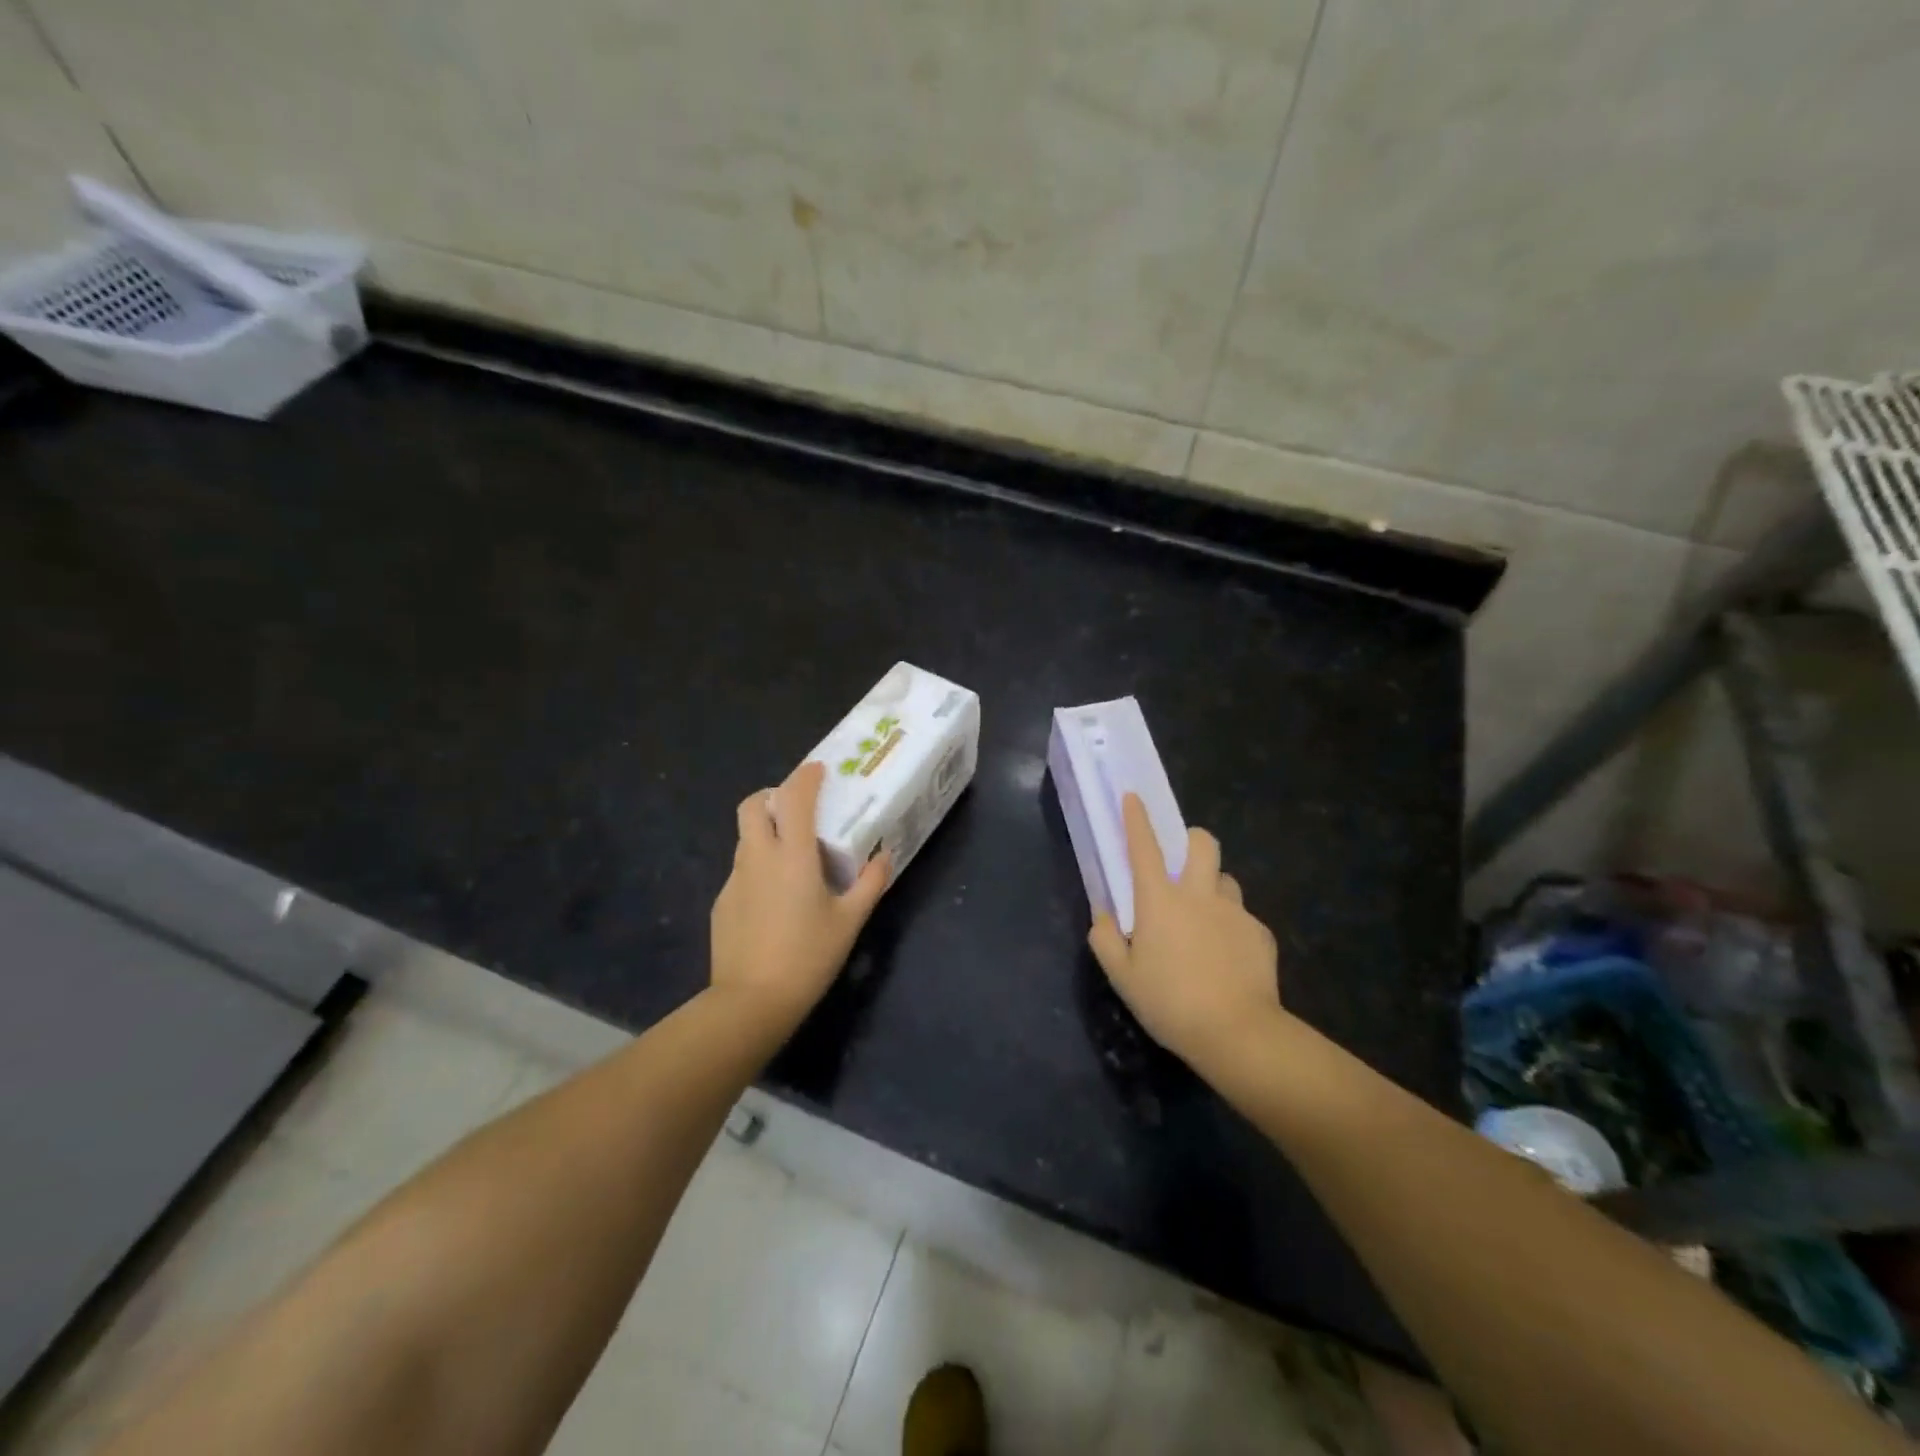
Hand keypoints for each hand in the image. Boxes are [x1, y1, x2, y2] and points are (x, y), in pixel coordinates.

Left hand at [710, 760, 889, 1023]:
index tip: (818, 770)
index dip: (806, 776)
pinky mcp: (722, 903)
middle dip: (772, 795)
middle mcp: (758, 857)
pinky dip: (758, 867)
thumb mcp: (849, 921)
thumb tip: (884, 856)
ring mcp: (735, 879)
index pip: (795, 798)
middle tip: (796, 809)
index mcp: (792, 855)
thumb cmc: (808, 957)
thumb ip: (870, 883)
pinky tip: (775, 899)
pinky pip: (742, 870)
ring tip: (792, 856)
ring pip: (746, 837)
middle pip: (753, 806)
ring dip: (766, 831)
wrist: (750, 1002)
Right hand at [1088, 794, 1282, 1067]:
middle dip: (1193, 840)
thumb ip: (1105, 940)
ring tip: (1206, 921)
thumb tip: (1102, 916)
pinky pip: (1243, 918)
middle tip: (1184, 863)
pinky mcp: (1260, 933)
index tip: (1133, 797)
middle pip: (1203, 844)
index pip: (1144, 848)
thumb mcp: (1122, 977)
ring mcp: (1234, 911)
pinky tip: (1227, 959)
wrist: (1237, 1033)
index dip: (1137, 819)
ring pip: (1226, 880)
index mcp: (1159, 901)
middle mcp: (1198, 895)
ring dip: (1213, 889)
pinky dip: (1231, 928)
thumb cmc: (1170, 1003)